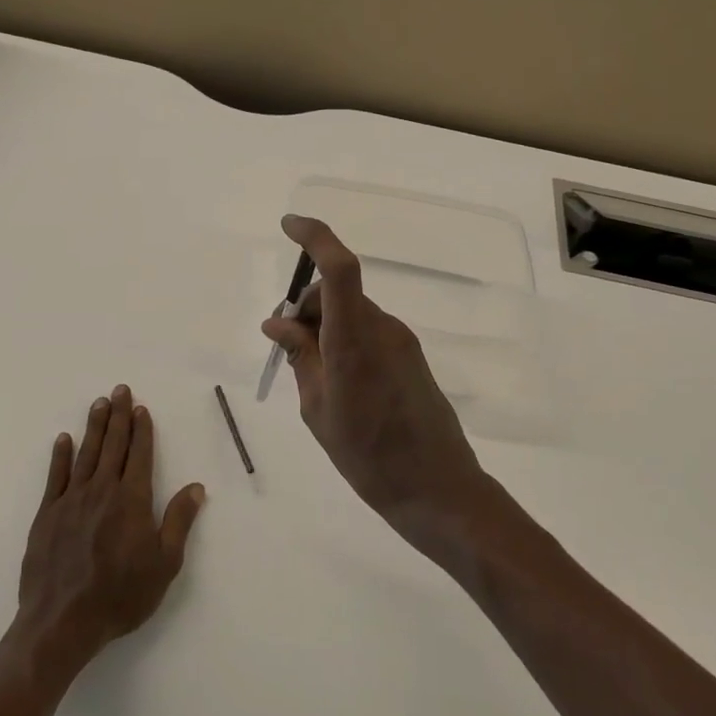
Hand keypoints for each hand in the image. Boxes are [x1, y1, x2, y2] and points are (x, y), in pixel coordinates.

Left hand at [14, 385, 205, 673]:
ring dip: (94, 427)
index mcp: (132, 500)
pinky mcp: (46, 515)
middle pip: (112, 445)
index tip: (141, 408)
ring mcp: (71, 501)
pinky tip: (63, 439)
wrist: (61, 623)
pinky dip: (60, 456)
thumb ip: (178, 521)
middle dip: (118, 416)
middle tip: (120, 389)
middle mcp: (102, 490)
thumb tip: (196, 487)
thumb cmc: (120, 595)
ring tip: (99, 403)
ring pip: (85, 453)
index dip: (142, 430)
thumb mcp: (164, 564)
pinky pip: (55, 477)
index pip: (139, 454)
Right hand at [261, 215, 492, 539]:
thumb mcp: (319, 409)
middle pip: (338, 291)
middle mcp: (382, 328)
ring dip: (325, 325)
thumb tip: (277, 322)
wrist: (438, 490)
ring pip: (352, 311)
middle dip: (306, 306)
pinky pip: (368, 330)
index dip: (315, 237)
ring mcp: (401, 341)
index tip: (288, 225)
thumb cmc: (368, 457)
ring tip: (311, 375)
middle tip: (285, 345)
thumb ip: (301, 356)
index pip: (339, 268)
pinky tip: (338, 382)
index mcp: (355, 340)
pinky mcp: (411, 355)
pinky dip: (344, 339)